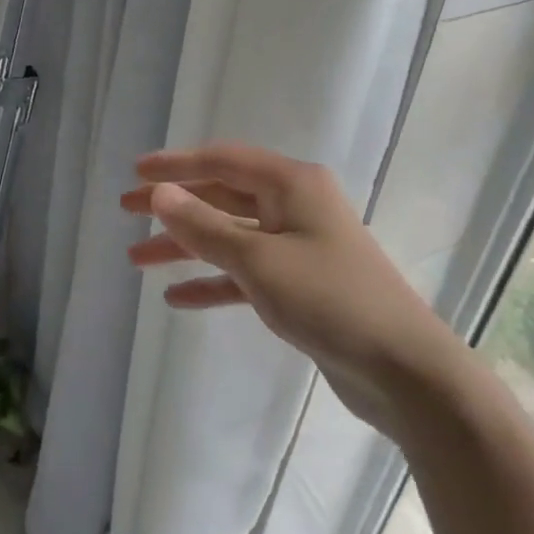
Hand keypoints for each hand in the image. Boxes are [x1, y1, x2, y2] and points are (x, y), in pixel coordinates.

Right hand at [124, 142, 469, 438]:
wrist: (406, 372)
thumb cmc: (330, 300)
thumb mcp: (258, 260)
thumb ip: (204, 226)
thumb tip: (159, 194)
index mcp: (291, 184)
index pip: (221, 161)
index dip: (175, 164)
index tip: (135, 172)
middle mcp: (295, 205)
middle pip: (222, 195)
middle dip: (174, 205)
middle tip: (127, 211)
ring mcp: (299, 245)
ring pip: (229, 235)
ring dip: (185, 246)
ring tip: (137, 259)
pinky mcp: (301, 284)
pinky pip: (245, 272)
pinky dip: (213, 281)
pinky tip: (177, 297)